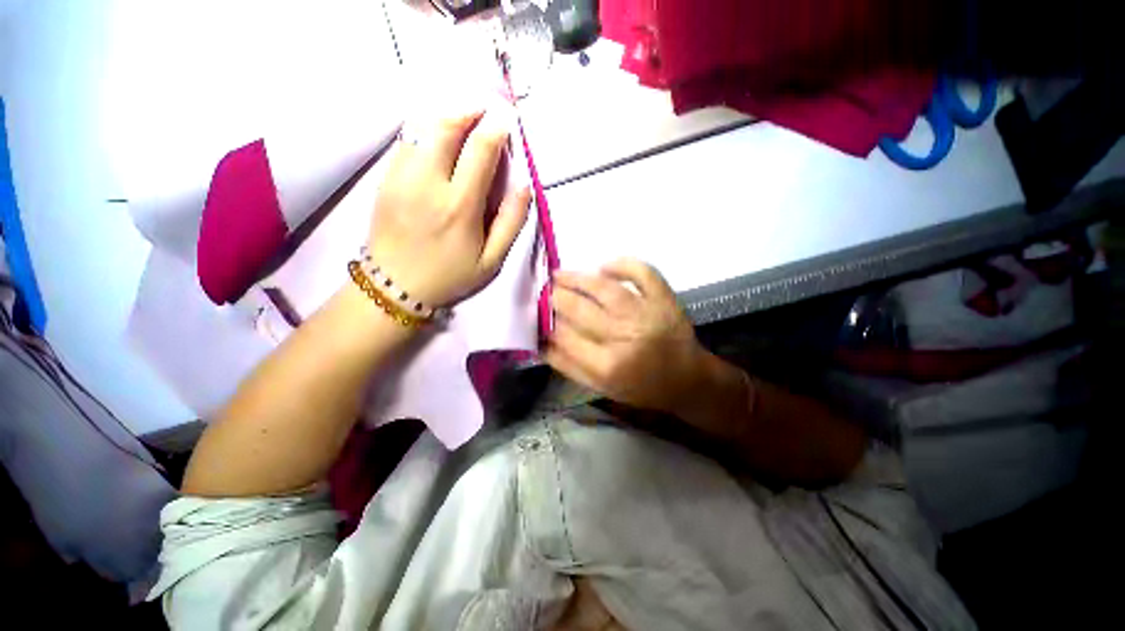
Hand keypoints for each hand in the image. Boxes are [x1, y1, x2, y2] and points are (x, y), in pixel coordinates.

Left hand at [368, 108, 531, 306]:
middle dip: (469, 111)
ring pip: (422, 128)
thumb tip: (524, 186)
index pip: (480, 149)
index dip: (496, 128)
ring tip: (463, 123)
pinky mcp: (384, 179)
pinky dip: (425, 132)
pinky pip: (405, 141)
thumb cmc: (449, 276)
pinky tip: (437, 142)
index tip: (506, 120)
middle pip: (446, 125)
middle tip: (484, 112)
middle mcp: (427, 183)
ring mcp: (400, 177)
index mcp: (459, 205)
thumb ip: (511, 222)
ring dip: (446, 118)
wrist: (394, 287)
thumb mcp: (491, 260)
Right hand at [545, 258, 705, 414]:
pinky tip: (604, 267)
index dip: (547, 322)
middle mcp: (625, 337)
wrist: (687, 380)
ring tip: (559, 275)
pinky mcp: (665, 299)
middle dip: (555, 296)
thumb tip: (539, 341)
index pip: (565, 336)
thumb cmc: (640, 387)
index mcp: (608, 366)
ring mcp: (647, 314)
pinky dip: (623, 264)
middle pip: (580, 309)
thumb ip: (568, 366)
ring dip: (577, 278)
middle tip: (543, 290)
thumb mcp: (600, 388)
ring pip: (604, 288)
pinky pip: (643, 272)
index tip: (537, 312)